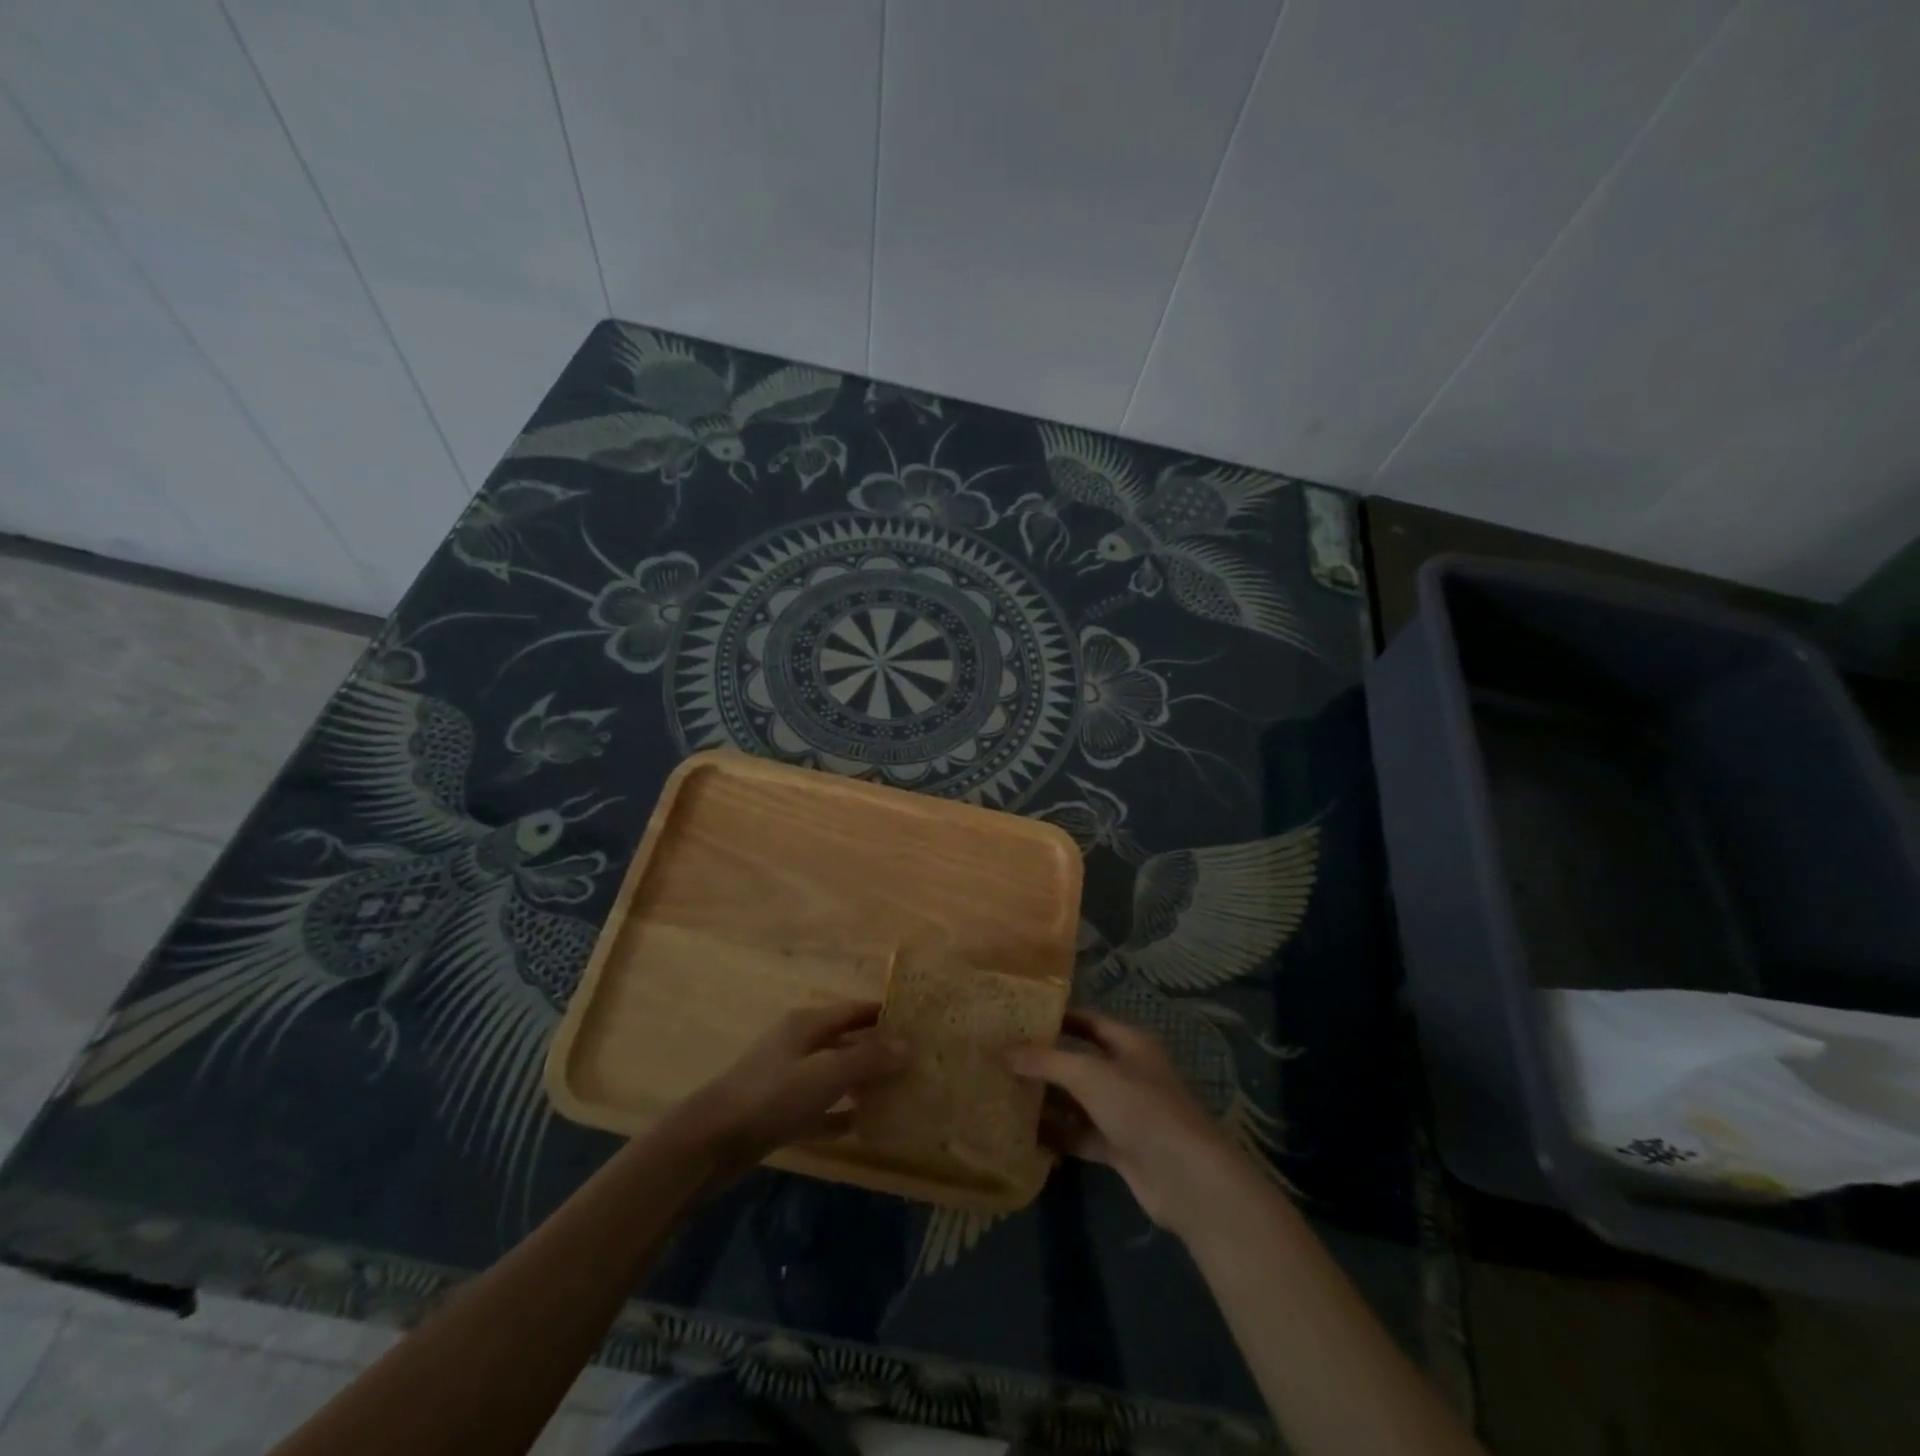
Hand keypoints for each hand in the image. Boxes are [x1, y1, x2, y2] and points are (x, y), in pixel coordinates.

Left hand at [667, 1001, 907, 1171]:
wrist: (711, 1141)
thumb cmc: (772, 1095)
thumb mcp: (826, 1073)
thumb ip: (867, 1058)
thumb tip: (908, 1046)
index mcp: (808, 1025)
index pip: (854, 1010)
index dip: (884, 1013)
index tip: (918, 1021)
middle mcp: (799, 1045)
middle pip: (846, 1041)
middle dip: (878, 1049)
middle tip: (916, 1061)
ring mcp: (787, 1079)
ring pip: (835, 1075)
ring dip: (863, 1082)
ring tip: (899, 1092)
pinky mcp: (780, 1113)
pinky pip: (820, 1108)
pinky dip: (841, 1113)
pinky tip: (864, 1126)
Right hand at [1008, 1010, 1244, 1233]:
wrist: (1185, 1178)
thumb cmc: (1140, 1108)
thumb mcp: (1089, 1075)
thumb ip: (1046, 1061)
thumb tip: (1004, 1050)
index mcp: (1129, 1043)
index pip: (1087, 1021)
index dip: (1055, 1018)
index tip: (1018, 1018)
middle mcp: (1127, 1072)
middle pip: (1079, 1061)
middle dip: (1044, 1061)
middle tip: (1001, 1058)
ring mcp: (1124, 1112)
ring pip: (1078, 1100)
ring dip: (1047, 1099)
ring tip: (1003, 1093)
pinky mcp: (1119, 1147)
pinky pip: (1081, 1135)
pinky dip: (1057, 1134)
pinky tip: (1023, 1134)